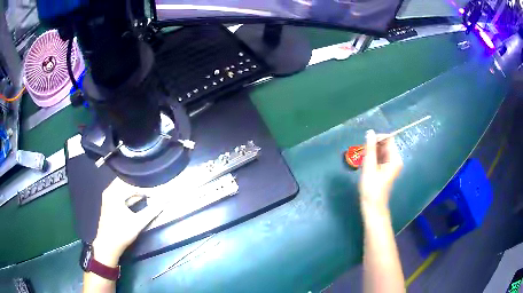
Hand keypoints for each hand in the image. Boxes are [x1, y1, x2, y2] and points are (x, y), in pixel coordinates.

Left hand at [92, 178, 163, 266]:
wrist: (107, 245)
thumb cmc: (122, 233)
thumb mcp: (138, 222)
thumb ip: (152, 211)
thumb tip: (166, 201)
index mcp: (114, 193)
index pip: (133, 184)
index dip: (146, 187)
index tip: (158, 190)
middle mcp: (110, 191)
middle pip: (127, 183)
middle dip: (140, 186)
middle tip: (153, 188)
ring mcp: (108, 197)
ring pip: (123, 188)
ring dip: (135, 190)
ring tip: (148, 192)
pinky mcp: (109, 203)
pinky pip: (120, 194)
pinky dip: (130, 195)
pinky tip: (139, 199)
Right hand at [359, 130, 402, 210]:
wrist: (373, 206)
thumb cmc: (371, 188)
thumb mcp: (369, 167)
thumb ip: (370, 148)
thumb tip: (370, 132)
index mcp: (395, 158)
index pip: (388, 138)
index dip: (377, 138)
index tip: (365, 145)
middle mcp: (395, 159)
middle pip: (385, 144)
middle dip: (373, 146)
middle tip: (362, 154)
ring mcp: (391, 164)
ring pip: (381, 150)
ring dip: (371, 152)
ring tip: (362, 160)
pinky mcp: (386, 169)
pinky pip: (380, 157)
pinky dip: (372, 158)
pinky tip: (365, 164)